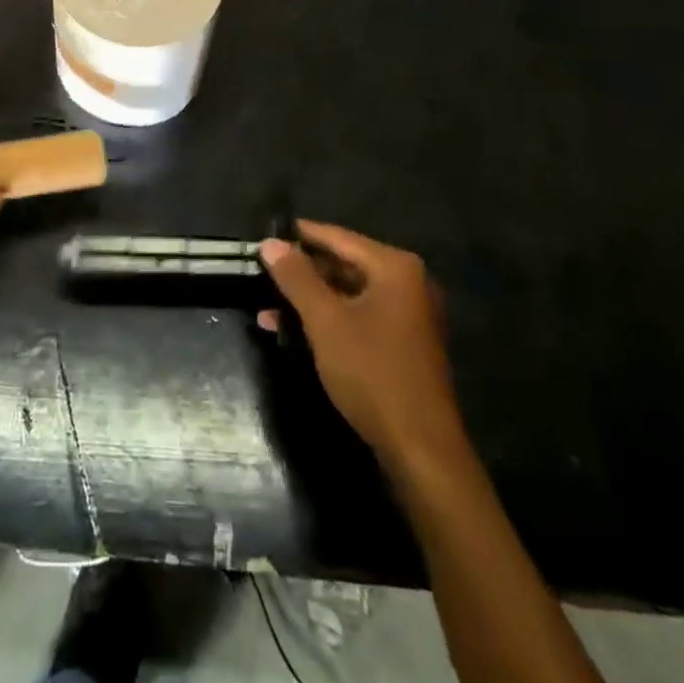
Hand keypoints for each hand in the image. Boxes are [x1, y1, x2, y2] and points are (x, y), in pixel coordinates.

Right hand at [259, 221, 468, 470]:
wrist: (421, 451)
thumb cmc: (372, 372)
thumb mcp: (325, 321)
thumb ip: (296, 277)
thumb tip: (270, 243)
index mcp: (394, 268)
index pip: (339, 237)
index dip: (301, 235)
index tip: (267, 233)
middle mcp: (407, 284)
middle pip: (344, 265)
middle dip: (301, 273)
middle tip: (262, 272)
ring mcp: (407, 317)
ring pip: (347, 295)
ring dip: (308, 301)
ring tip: (266, 307)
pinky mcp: (402, 346)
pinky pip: (357, 319)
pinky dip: (327, 321)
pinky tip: (290, 333)